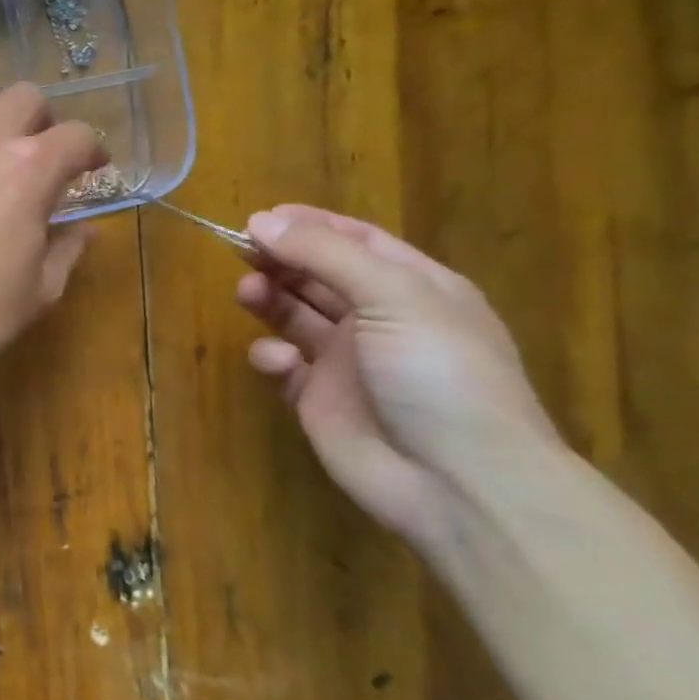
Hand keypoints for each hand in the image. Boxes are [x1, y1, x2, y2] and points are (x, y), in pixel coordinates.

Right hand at [236, 205, 559, 547]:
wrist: (457, 481)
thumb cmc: (438, 372)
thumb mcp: (392, 296)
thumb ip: (325, 254)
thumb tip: (261, 220)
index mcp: (414, 288)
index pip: (357, 241)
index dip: (311, 225)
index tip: (261, 218)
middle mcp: (380, 320)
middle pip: (319, 276)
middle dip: (281, 261)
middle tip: (240, 252)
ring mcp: (348, 362)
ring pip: (296, 316)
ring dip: (270, 299)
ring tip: (247, 293)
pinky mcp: (318, 400)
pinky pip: (285, 366)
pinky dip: (273, 358)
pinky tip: (279, 363)